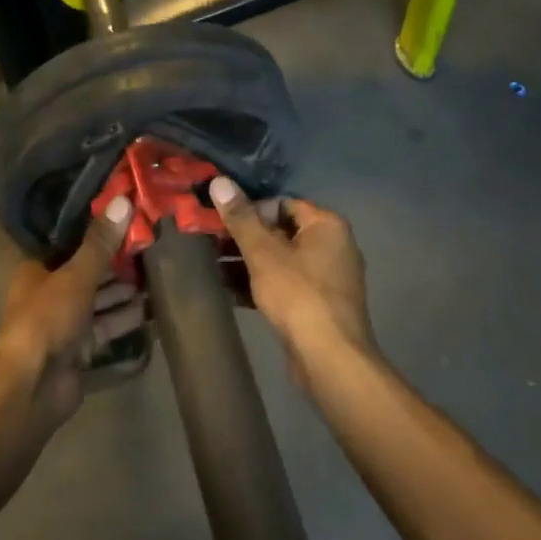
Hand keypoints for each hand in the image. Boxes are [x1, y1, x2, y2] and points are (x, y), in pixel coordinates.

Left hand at [0, 194, 145, 429]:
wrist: (32, 386)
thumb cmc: (46, 320)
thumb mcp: (75, 276)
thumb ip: (100, 243)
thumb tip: (123, 201)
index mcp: (37, 269)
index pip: (70, 242)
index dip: (97, 231)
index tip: (129, 217)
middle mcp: (50, 292)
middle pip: (88, 272)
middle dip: (117, 263)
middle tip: (153, 246)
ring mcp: (65, 322)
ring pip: (99, 300)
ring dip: (125, 291)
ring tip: (159, 276)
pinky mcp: (80, 349)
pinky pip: (106, 328)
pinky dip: (125, 319)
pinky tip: (152, 310)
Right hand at [209, 177, 375, 360]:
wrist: (329, 357)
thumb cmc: (298, 295)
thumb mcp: (263, 253)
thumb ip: (241, 218)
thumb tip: (219, 181)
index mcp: (326, 225)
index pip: (282, 203)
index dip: (250, 209)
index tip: (220, 221)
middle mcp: (332, 246)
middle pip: (280, 231)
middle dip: (244, 238)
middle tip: (208, 242)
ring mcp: (326, 278)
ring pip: (280, 260)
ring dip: (247, 262)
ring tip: (211, 265)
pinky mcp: (317, 304)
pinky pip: (284, 284)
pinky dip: (259, 284)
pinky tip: (228, 291)